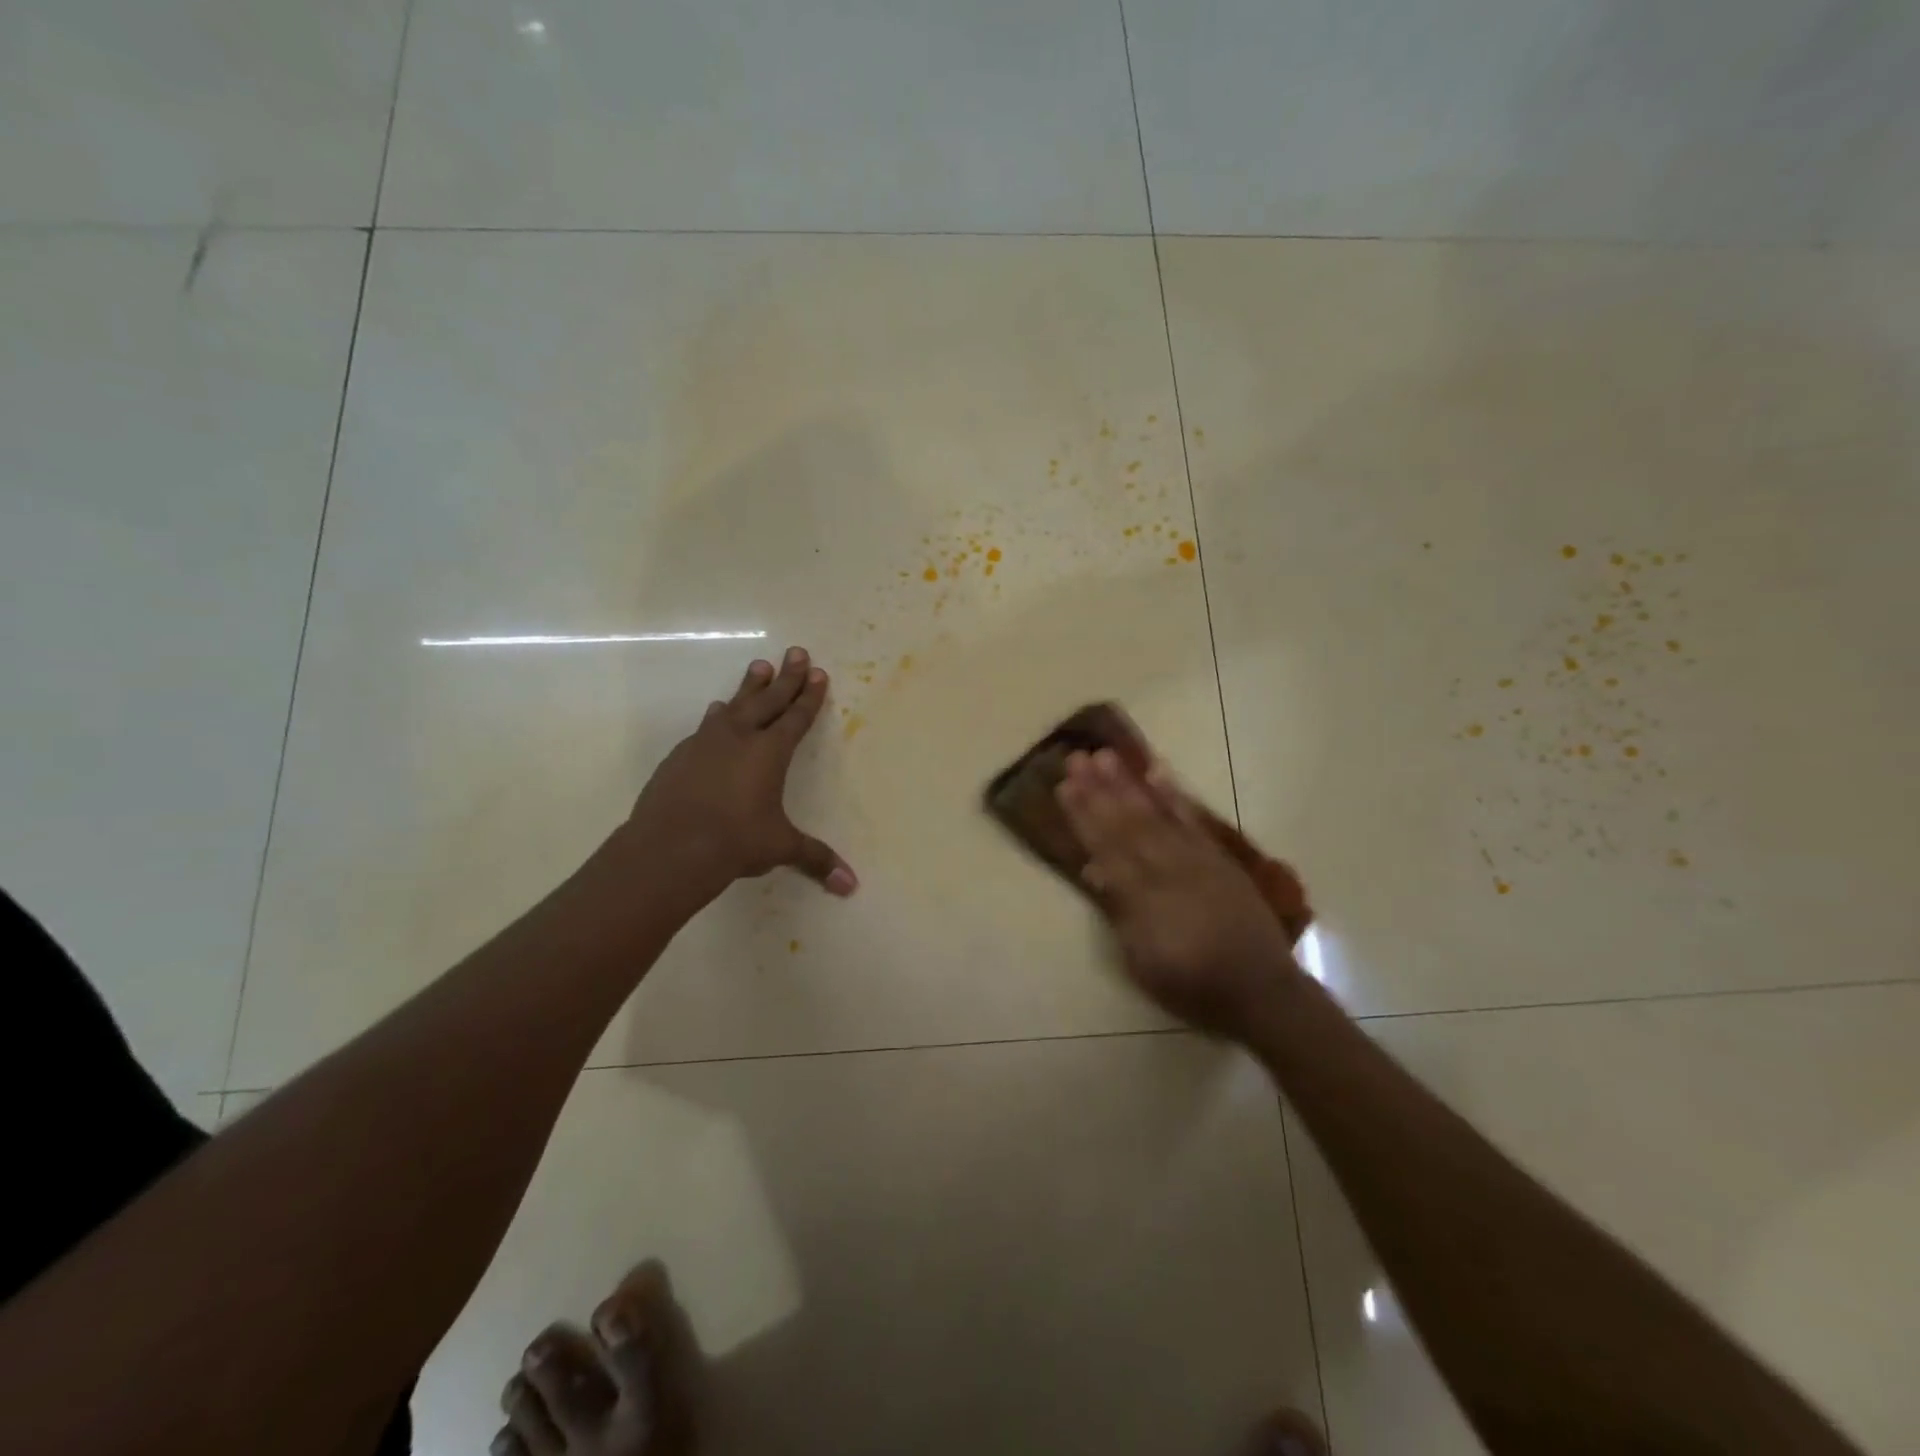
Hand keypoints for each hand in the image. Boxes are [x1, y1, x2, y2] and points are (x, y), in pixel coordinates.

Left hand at [622, 647, 856, 903]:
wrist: (669, 847)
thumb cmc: (735, 842)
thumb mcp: (780, 848)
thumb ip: (815, 859)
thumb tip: (851, 886)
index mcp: (770, 753)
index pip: (796, 717)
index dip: (809, 696)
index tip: (818, 673)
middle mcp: (740, 738)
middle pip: (768, 700)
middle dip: (786, 677)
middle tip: (796, 651)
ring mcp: (706, 743)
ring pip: (735, 705)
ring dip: (749, 687)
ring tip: (758, 668)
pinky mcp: (681, 756)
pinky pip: (706, 726)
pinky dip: (717, 716)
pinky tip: (716, 712)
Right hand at [1057, 748, 1299, 1039]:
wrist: (1260, 990)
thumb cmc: (1191, 985)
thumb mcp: (1142, 961)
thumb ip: (1120, 912)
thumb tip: (1094, 870)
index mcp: (1143, 897)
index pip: (1105, 847)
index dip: (1083, 815)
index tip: (1064, 786)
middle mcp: (1167, 869)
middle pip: (1126, 822)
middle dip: (1099, 789)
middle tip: (1076, 758)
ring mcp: (1195, 859)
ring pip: (1155, 814)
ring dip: (1128, 783)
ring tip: (1106, 756)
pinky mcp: (1217, 857)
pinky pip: (1191, 820)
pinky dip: (1173, 795)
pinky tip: (1157, 773)